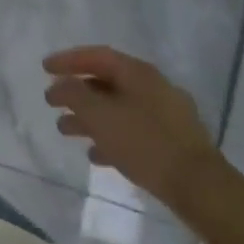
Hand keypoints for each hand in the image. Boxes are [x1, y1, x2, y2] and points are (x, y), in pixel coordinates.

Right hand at [43, 46, 224, 210]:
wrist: (199, 187)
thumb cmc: (144, 142)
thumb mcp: (99, 115)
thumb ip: (74, 94)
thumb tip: (61, 84)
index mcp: (139, 74)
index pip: (97, 56)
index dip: (68, 60)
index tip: (44, 68)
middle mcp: (154, 88)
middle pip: (106, 82)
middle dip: (76, 92)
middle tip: (51, 101)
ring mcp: (166, 115)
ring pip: (118, 108)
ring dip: (89, 117)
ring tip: (65, 129)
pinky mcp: (172, 142)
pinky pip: (133, 131)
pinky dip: (110, 137)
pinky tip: (95, 153)